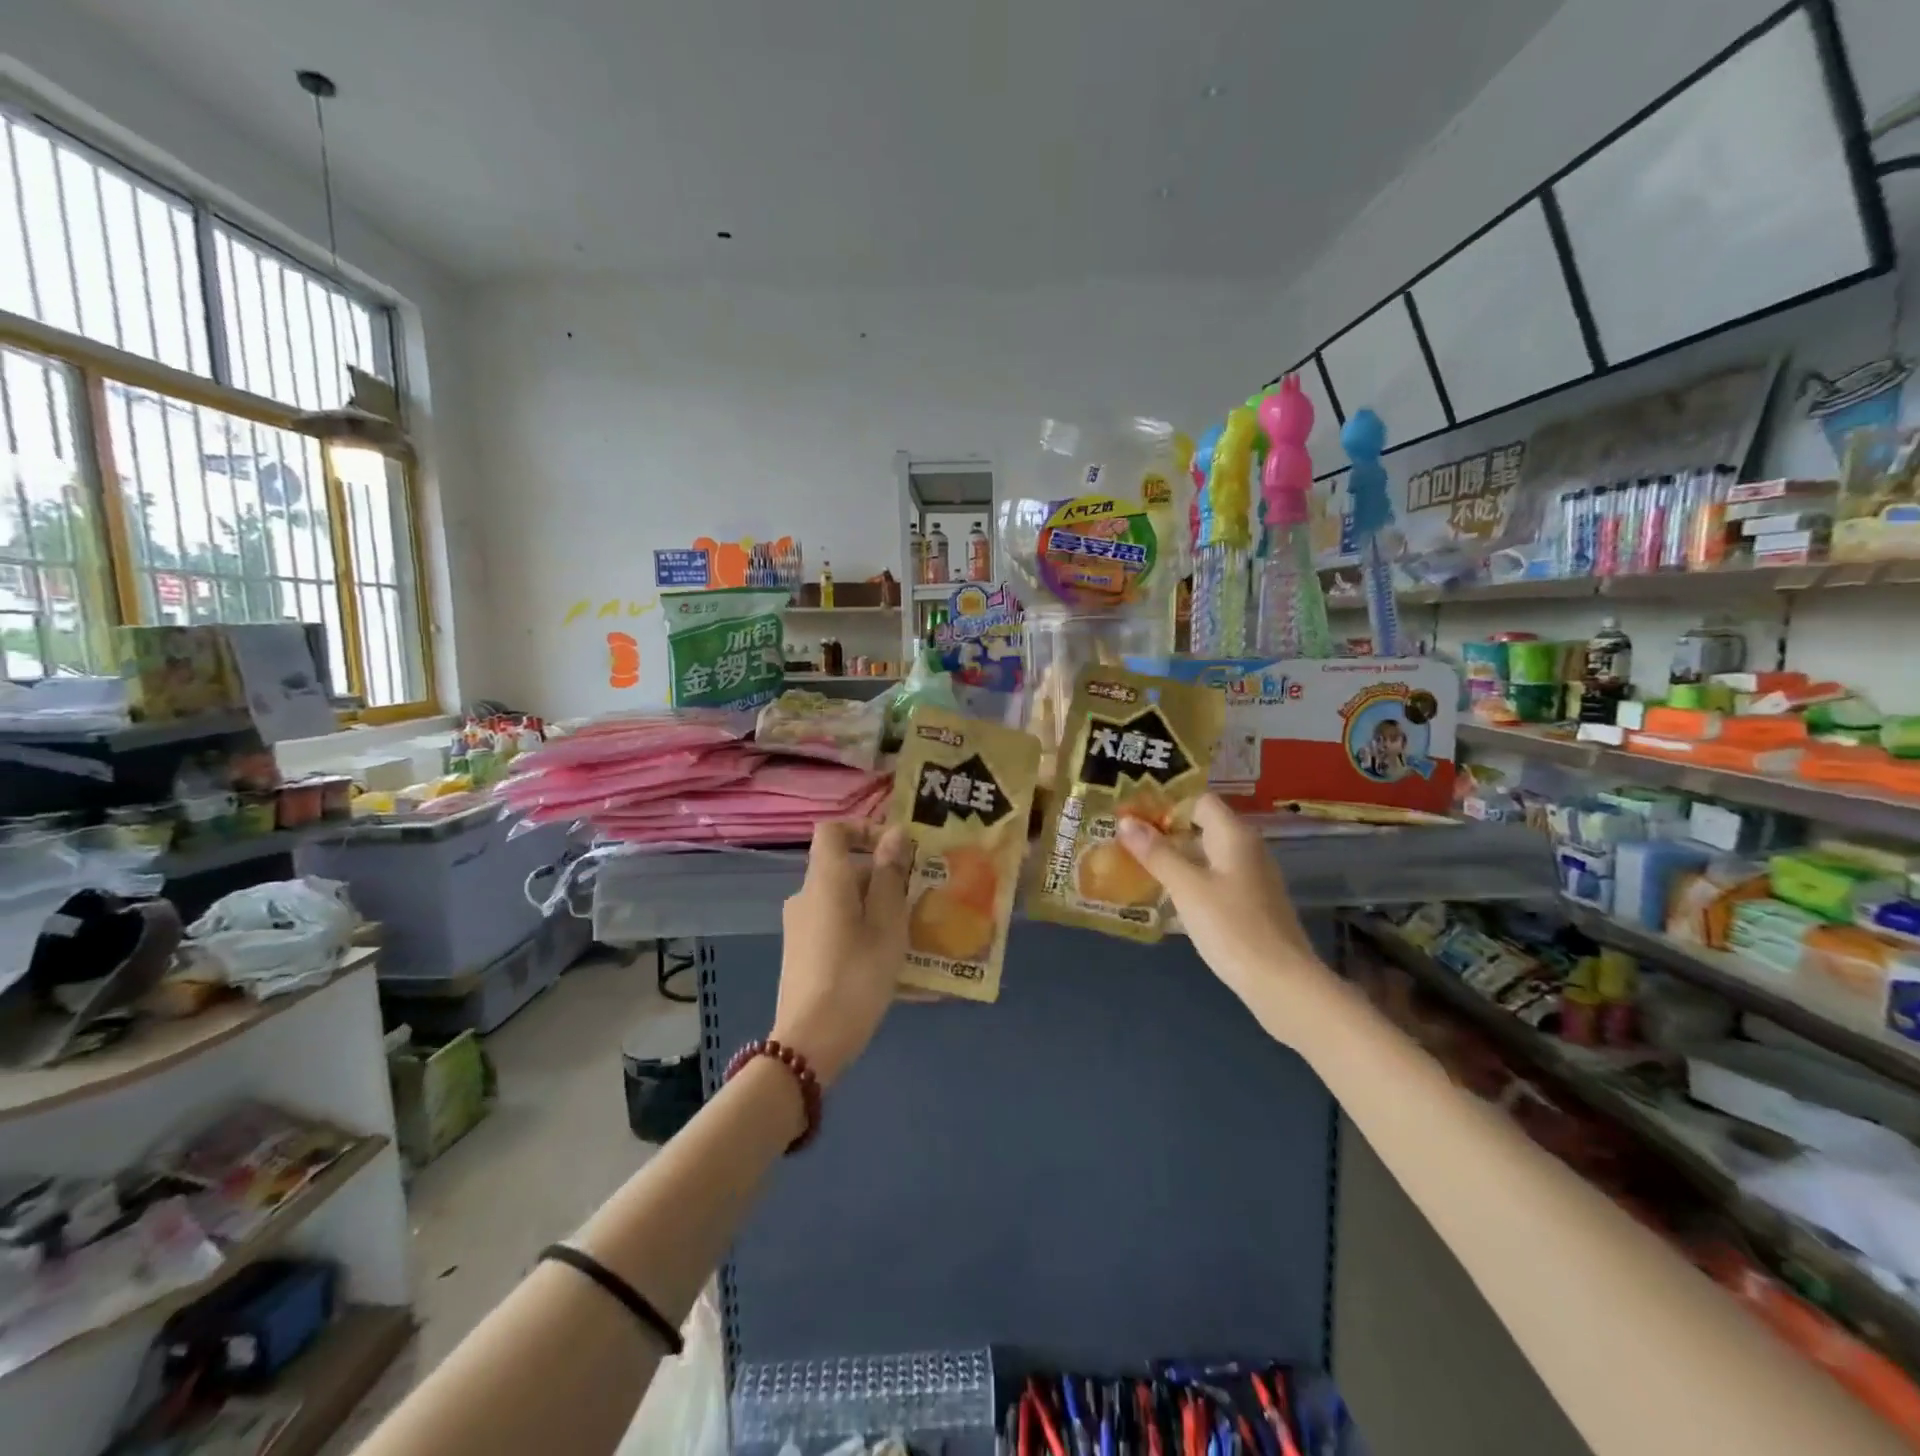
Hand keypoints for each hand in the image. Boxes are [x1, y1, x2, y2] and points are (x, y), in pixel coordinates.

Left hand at [773, 820, 910, 1084]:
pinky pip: (837, 925)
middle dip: (882, 876)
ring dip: (876, 907)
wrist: (810, 1042)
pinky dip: (862, 930)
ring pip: (844, 899)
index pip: (833, 830)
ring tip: (910, 933)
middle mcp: (806, 895)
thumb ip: (891, 875)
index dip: (864, 829)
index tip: (896, 850)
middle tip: (918, 899)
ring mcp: (800, 926)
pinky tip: (889, 961)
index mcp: (825, 880)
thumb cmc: (856, 975)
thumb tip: (896, 833)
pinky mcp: (802, 953)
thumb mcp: (887, 924)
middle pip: (844, 867)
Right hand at [1115, 794, 1329, 1014]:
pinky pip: (1213, 879)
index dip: (1165, 803)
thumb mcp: (1187, 887)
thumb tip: (1126, 823)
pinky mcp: (1250, 904)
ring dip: (1174, 857)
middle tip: (1124, 839)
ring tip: (1135, 864)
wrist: (1281, 984)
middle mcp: (1246, 849)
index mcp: (1235, 836)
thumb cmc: (1232, 927)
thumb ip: (1156, 853)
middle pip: (1201, 826)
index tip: (1132, 814)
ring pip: (1206, 855)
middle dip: (1164, 831)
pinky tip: (1166, 895)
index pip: (1199, 800)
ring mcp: (1251, 878)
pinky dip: (1189, 880)